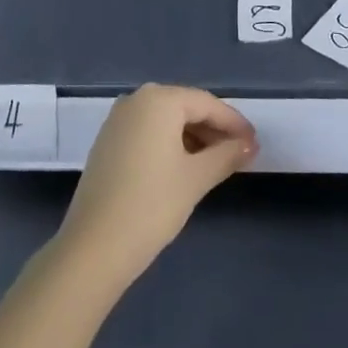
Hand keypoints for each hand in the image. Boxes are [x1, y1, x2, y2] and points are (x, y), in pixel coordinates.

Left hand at [58, 84, 256, 289]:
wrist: (93, 248)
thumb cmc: (151, 205)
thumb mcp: (196, 179)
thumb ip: (226, 155)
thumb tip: (249, 144)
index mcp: (159, 99)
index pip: (206, 103)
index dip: (233, 123)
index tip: (254, 142)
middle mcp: (137, 100)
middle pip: (185, 108)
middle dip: (214, 129)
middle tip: (239, 153)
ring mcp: (118, 120)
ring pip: (166, 121)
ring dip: (193, 138)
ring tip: (216, 163)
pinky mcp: (108, 142)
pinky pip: (148, 132)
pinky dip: (170, 144)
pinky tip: (184, 167)